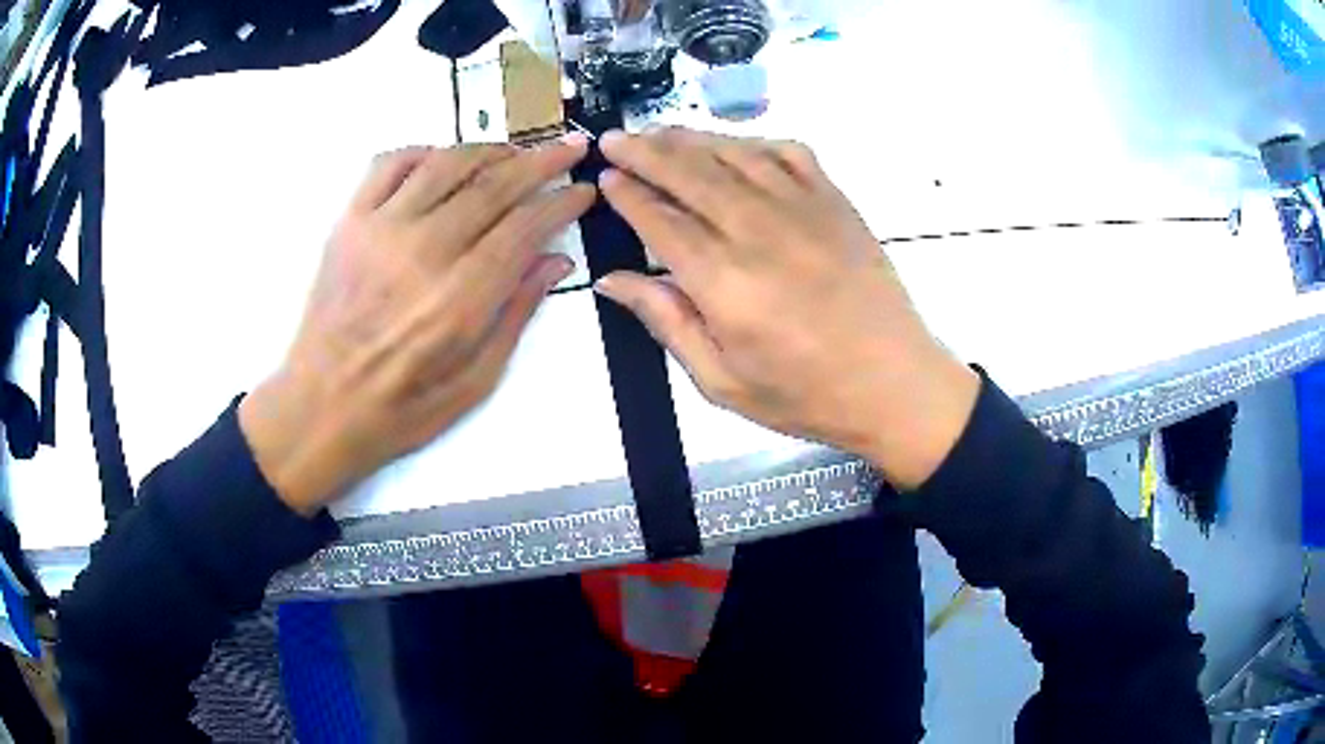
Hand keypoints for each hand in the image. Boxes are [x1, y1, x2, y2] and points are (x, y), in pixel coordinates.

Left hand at [239, 137, 593, 514]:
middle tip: (568, 149)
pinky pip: (390, 164)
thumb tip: (555, 261)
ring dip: (489, 150)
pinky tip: (443, 162)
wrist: (321, 407)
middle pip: (494, 184)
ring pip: (447, 162)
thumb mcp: (476, 382)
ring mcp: (381, 228)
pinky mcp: (350, 222)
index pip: (525, 226)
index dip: (562, 203)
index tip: (583, 191)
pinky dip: (424, 152)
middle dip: (541, 161)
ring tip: (514, 154)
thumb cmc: (402, 409)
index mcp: (461, 299)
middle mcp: (424, 251)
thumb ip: (517, 315)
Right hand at [594, 128, 977, 489]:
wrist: (894, 384)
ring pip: (734, 155)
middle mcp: (758, 231)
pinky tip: (736, 146)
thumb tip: (613, 280)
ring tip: (660, 133)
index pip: (660, 220)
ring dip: (691, 139)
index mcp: (724, 282)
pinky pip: (789, 154)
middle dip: (645, 151)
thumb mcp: (722, 382)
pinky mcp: (836, 202)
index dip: (628, 194)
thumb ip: (666, 322)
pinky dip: (755, 142)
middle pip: (689, 174)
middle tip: (615, 138)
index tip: (605, 176)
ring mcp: (802, 209)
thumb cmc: (806, 394)